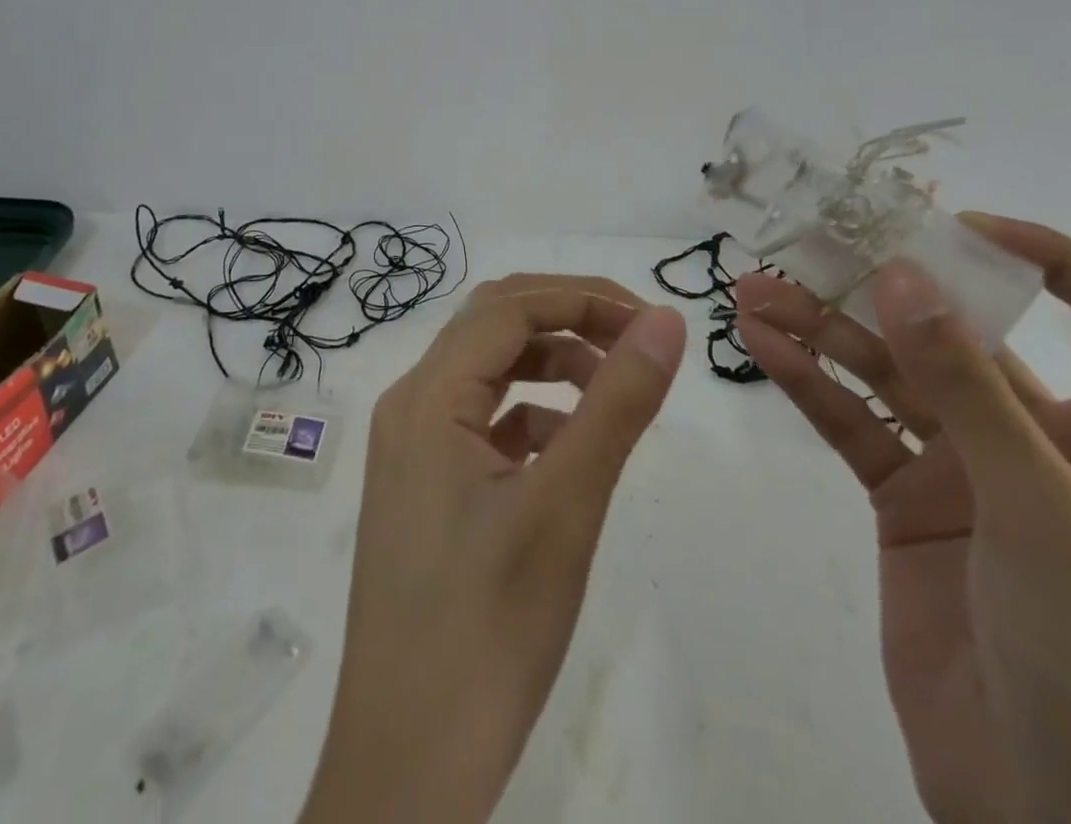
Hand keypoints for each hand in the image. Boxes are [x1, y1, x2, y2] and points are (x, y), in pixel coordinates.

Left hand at [299, 275, 685, 823]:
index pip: (509, 307)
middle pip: (493, 326)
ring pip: (489, 371)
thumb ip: (617, 403)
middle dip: (568, 318)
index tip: (651, 322)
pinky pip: (483, 421)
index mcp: (427, 397)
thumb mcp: (566, 506)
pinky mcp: (425, 487)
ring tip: (613, 393)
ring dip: (552, 364)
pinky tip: (570, 447)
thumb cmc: (487, 632)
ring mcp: (412, 449)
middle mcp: (410, 407)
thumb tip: (664, 320)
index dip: (583, 297)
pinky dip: (533, 413)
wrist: (406, 773)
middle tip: (636, 341)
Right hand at [736, 216, 1070, 823]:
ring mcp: (961, 470)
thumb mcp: (1044, 517)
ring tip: (754, 292)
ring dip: (824, 328)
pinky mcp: (902, 501)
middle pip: (958, 333)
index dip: (1051, 258)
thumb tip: (903, 277)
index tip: (956, 232)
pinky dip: (808, 381)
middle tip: (806, 247)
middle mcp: (1036, 439)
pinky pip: (851, 423)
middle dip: (884, 288)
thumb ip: (968, 391)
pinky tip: (761, 346)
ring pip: (887, 372)